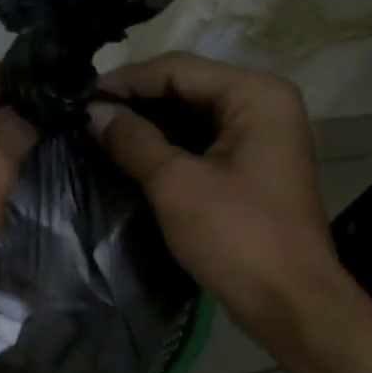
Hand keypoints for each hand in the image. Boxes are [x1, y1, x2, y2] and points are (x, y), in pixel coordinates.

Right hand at [92, 53, 358, 342]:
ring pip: (193, 113)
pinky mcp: (254, 163)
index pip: (178, 69)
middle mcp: (264, 102)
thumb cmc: (236, 236)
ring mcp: (263, 134)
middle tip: (86, 114)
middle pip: (187, 86)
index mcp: (255, 94)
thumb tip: (93, 111)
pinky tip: (132, 152)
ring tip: (100, 131)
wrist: (291, 303)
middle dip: (137, 101)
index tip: (80, 96)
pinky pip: (204, 139)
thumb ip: (133, 140)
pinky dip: (169, 144)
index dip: (126, 81)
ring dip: (150, 122)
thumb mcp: (176, 184)